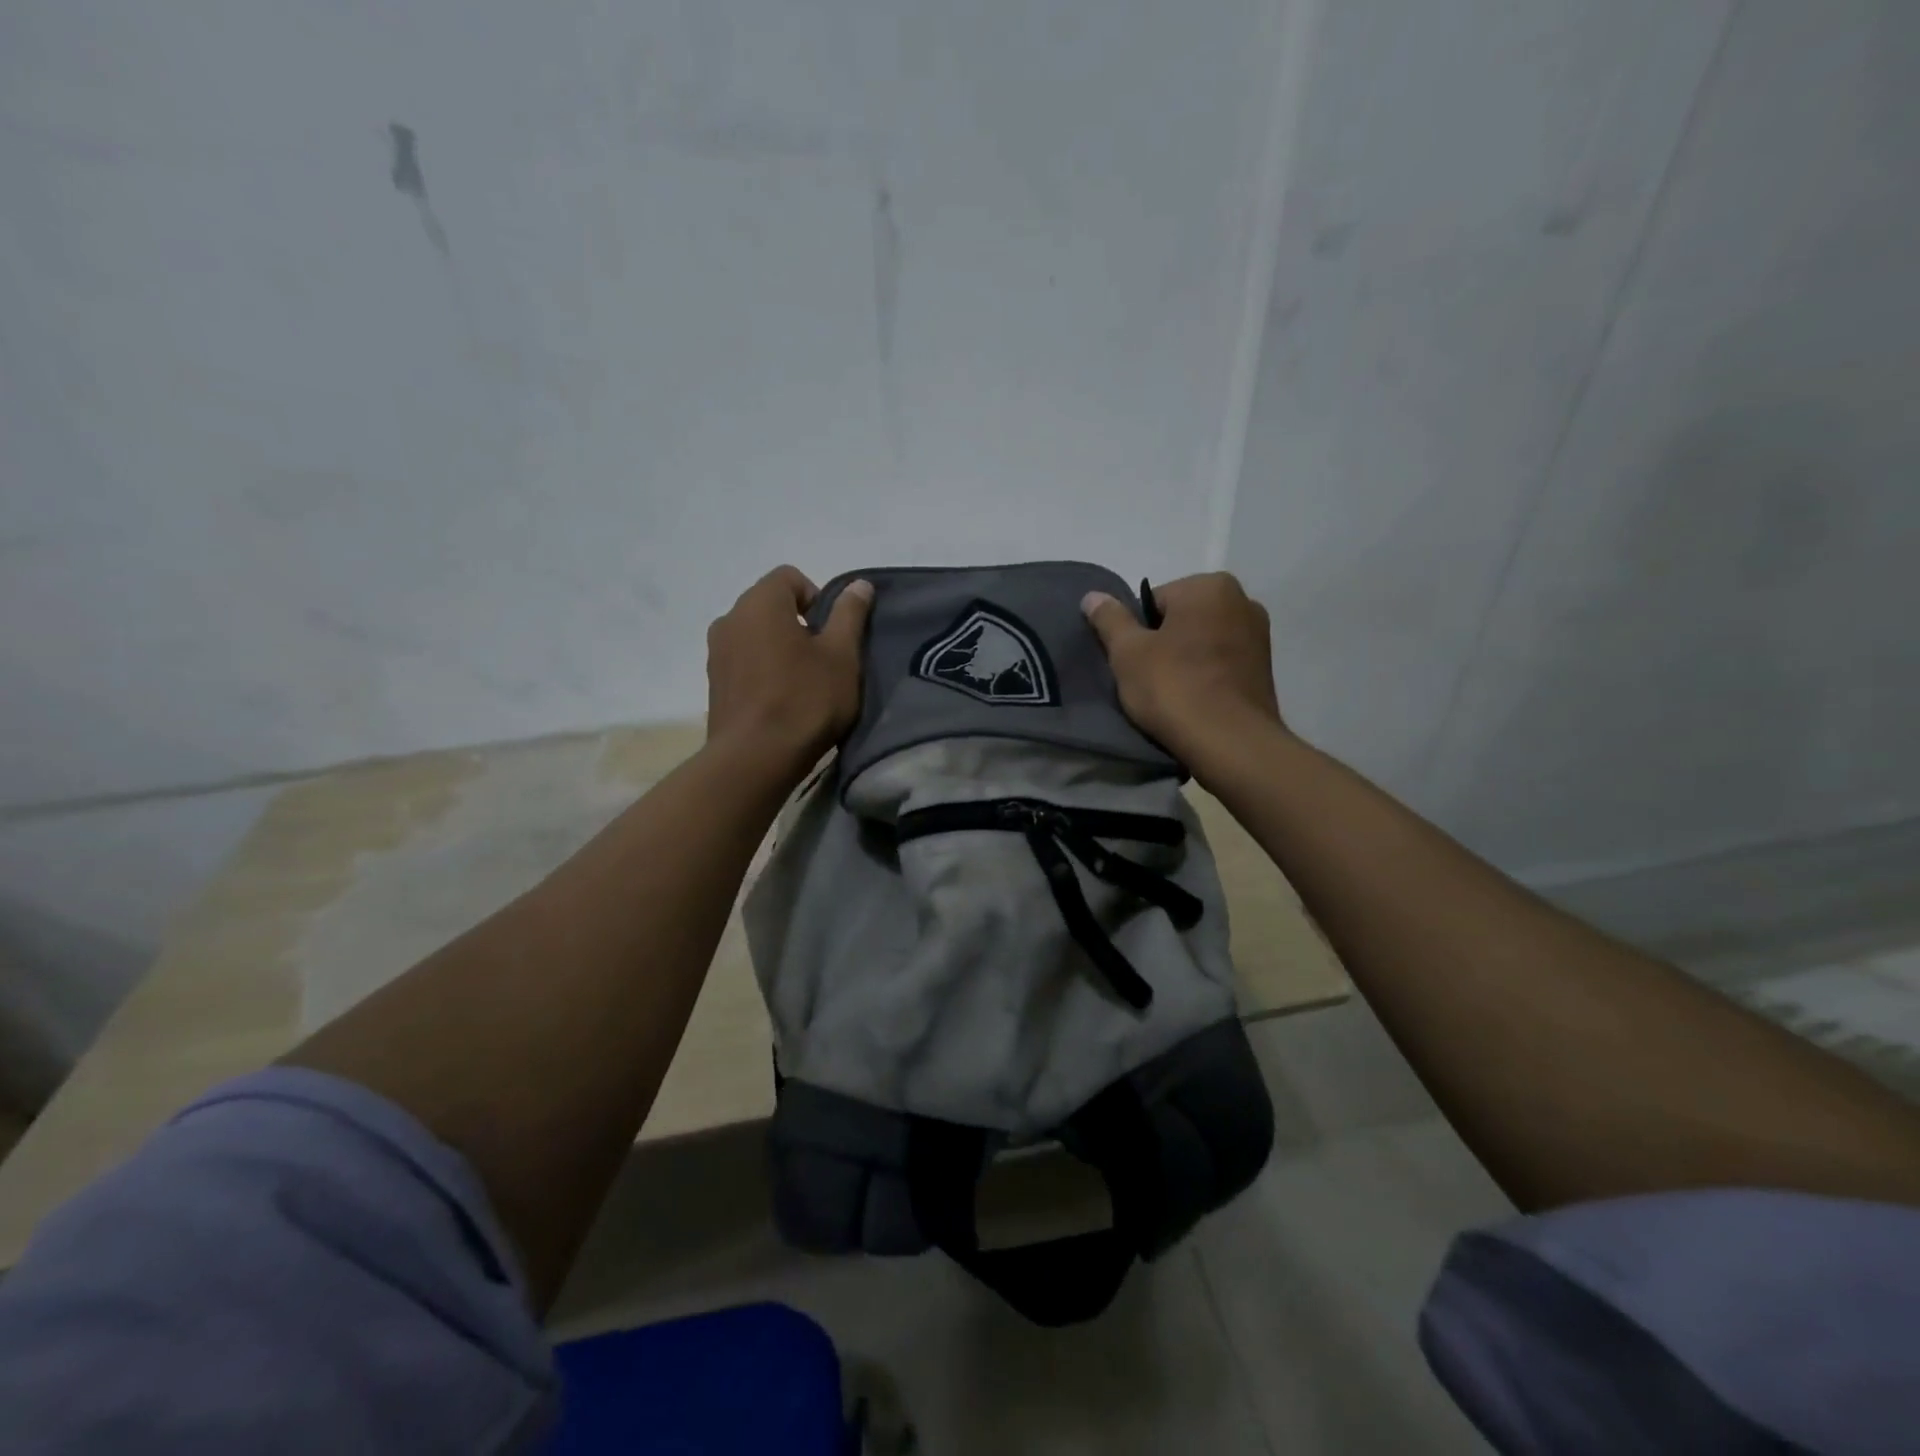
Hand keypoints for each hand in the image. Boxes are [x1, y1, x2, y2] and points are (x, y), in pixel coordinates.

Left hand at [706, 567, 872, 774]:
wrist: (754, 759)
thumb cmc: (805, 701)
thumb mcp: (842, 656)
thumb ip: (850, 615)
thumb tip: (859, 585)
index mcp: (760, 602)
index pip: (790, 577)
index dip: (818, 598)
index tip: (832, 635)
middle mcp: (730, 618)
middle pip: (771, 606)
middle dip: (799, 625)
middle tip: (823, 662)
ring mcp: (717, 652)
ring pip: (756, 635)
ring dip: (780, 649)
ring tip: (803, 685)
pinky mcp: (714, 683)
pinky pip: (744, 662)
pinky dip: (763, 671)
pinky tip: (781, 702)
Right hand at [1082, 572, 1285, 774]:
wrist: (1229, 742)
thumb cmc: (1173, 687)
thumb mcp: (1127, 652)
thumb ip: (1109, 619)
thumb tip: (1092, 596)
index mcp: (1210, 586)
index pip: (1154, 601)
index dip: (1136, 633)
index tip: (1133, 662)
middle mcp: (1243, 600)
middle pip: (1181, 619)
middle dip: (1163, 644)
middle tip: (1147, 679)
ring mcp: (1260, 636)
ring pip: (1203, 642)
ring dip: (1185, 660)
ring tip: (1171, 695)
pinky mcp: (1265, 669)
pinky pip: (1221, 664)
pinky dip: (1206, 677)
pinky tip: (1194, 702)